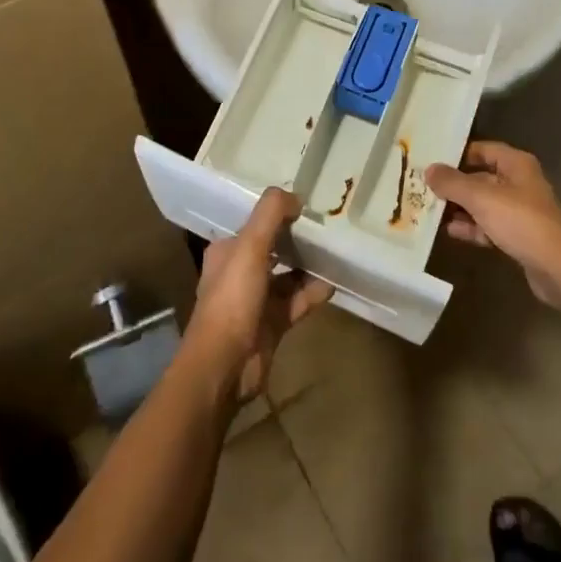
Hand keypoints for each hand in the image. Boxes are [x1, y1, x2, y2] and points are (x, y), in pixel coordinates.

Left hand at [186, 188, 331, 402]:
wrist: (224, 365)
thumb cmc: (232, 299)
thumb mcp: (250, 246)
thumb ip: (270, 214)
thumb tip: (295, 196)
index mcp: (228, 251)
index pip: (255, 224)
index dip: (278, 214)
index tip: (307, 206)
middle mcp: (240, 272)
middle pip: (273, 248)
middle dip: (297, 239)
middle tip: (327, 227)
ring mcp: (256, 300)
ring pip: (288, 276)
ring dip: (309, 266)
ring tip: (336, 253)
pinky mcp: (272, 324)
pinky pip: (297, 302)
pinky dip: (313, 293)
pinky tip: (333, 284)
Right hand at [425, 141, 560, 306]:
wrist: (556, 268)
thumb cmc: (520, 222)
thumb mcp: (481, 198)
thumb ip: (453, 183)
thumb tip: (429, 169)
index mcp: (516, 164)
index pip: (482, 150)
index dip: (457, 155)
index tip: (431, 161)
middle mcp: (519, 182)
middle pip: (480, 177)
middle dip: (454, 185)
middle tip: (425, 189)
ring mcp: (520, 210)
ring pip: (483, 203)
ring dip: (460, 208)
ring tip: (431, 211)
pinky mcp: (519, 235)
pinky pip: (490, 224)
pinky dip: (472, 227)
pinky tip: (451, 231)